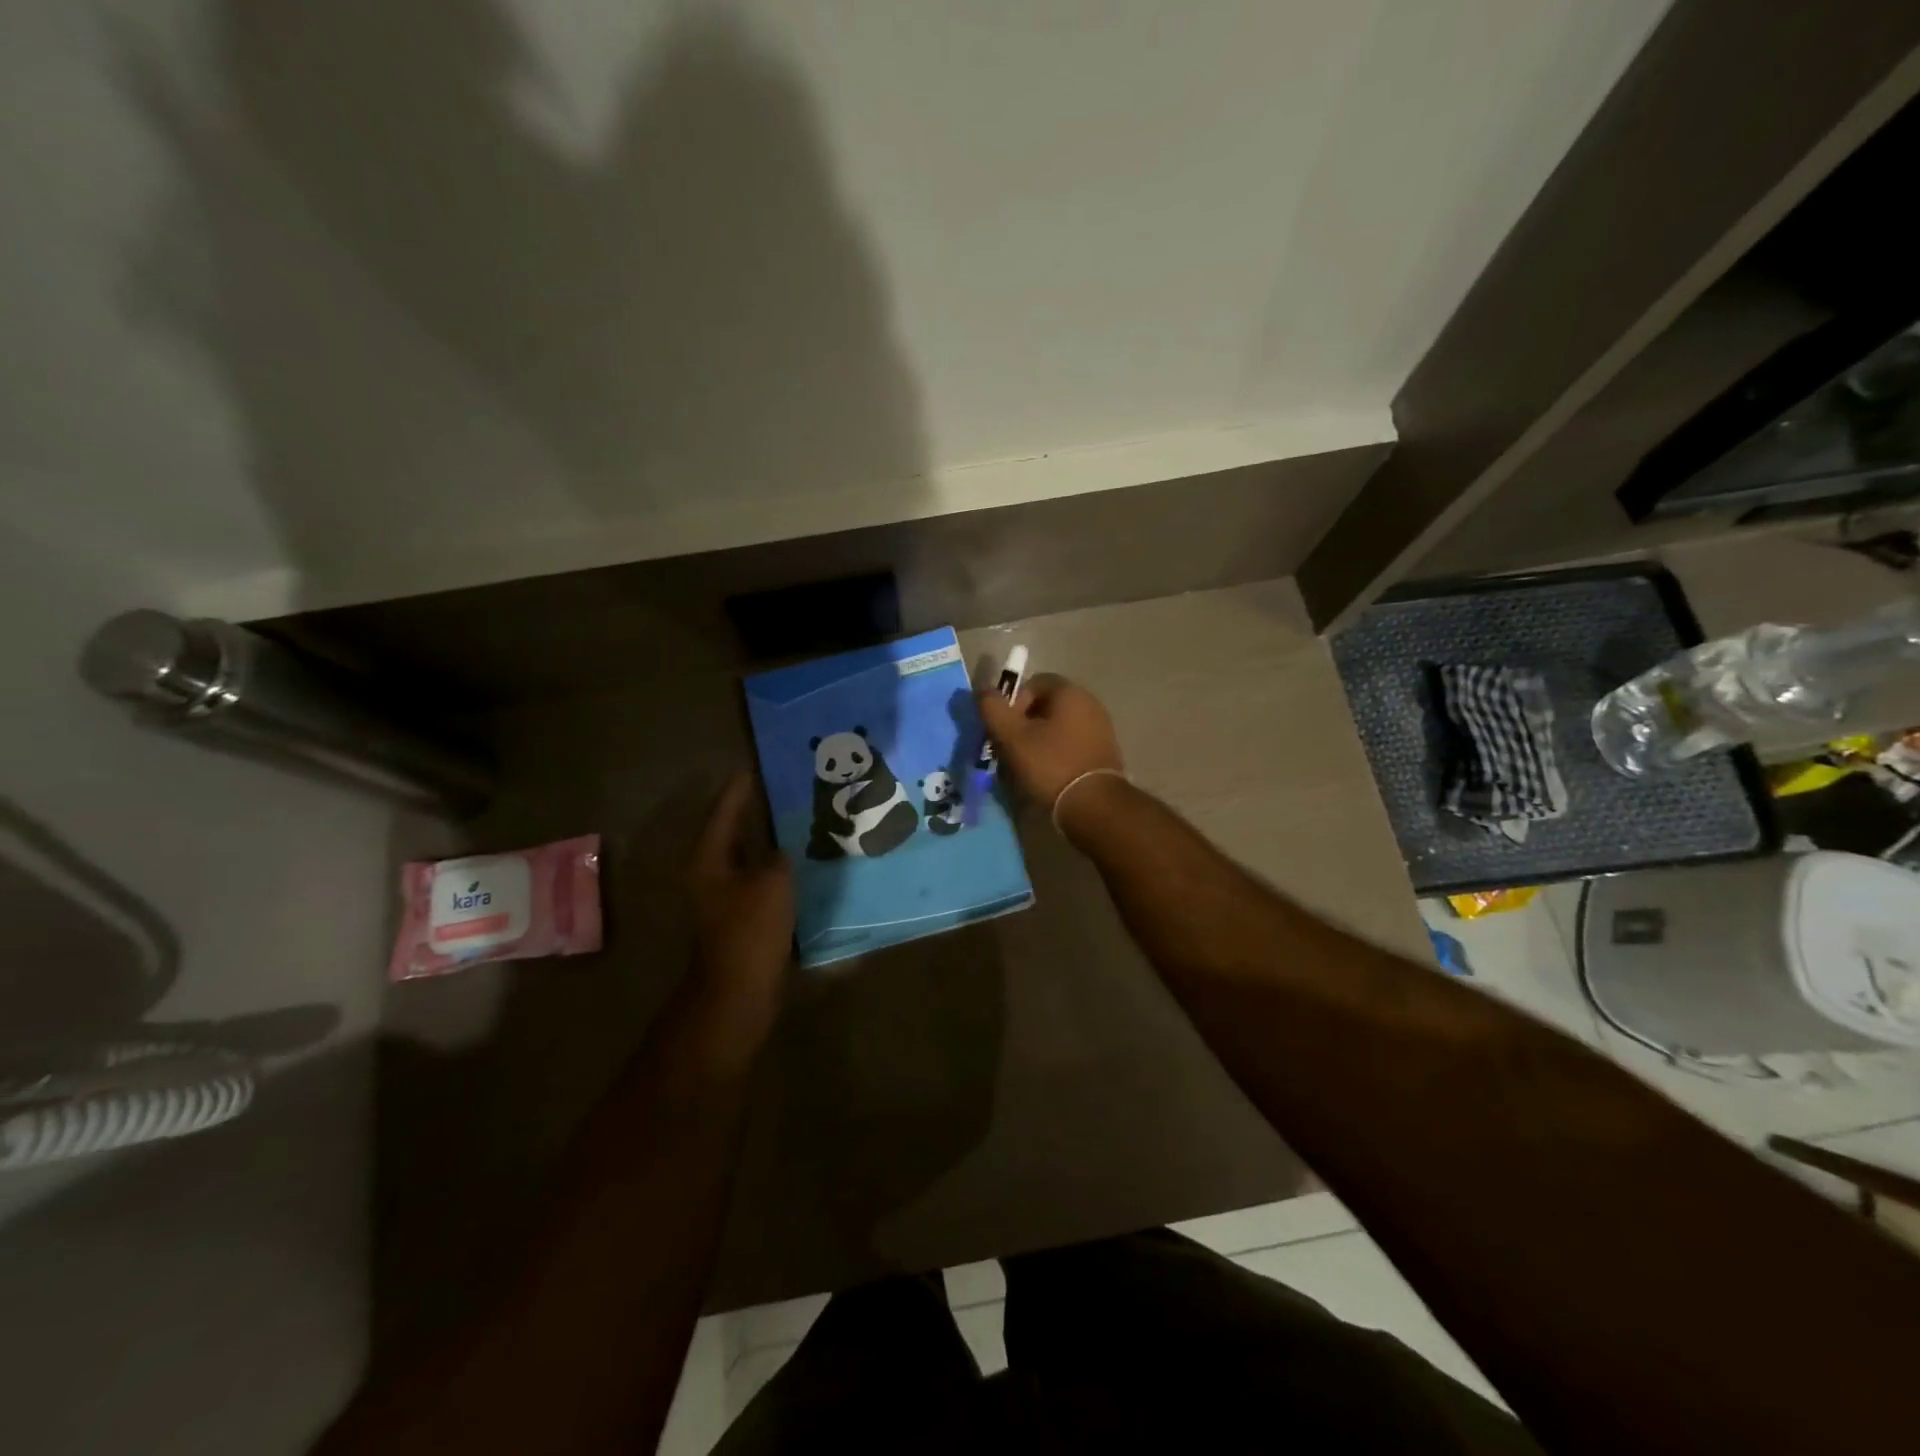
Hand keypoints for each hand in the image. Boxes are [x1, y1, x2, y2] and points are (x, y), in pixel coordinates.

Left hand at [689, 771, 794, 1016]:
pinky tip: (801, 862)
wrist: (738, 991)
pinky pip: (759, 879)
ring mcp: (724, 897)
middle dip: (757, 811)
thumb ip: (778, 856)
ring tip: (798, 820)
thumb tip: (779, 851)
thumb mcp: (772, 882)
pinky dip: (776, 867)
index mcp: (710, 858)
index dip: (740, 788)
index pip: (725, 811)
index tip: (756, 766)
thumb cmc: (750, 930)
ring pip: (749, 857)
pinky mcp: (740, 916)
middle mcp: (711, 873)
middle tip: (784, 789)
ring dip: (769, 840)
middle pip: (734, 832)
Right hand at [977, 673, 1124, 821]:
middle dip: (1024, 724)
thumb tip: (983, 691)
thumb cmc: (1050, 765)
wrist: (1094, 806)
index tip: (1005, 729)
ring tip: (1025, 766)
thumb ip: (993, 709)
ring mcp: (1101, 728)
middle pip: (1046, 706)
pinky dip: (1056, 754)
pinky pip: (1072, 744)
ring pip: (1058, 727)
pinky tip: (1047, 775)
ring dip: (1038, 741)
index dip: (1013, 702)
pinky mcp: (1104, 752)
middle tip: (1010, 749)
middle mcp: (1090, 703)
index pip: (1033, 683)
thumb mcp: (1012, 737)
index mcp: (1070, 693)